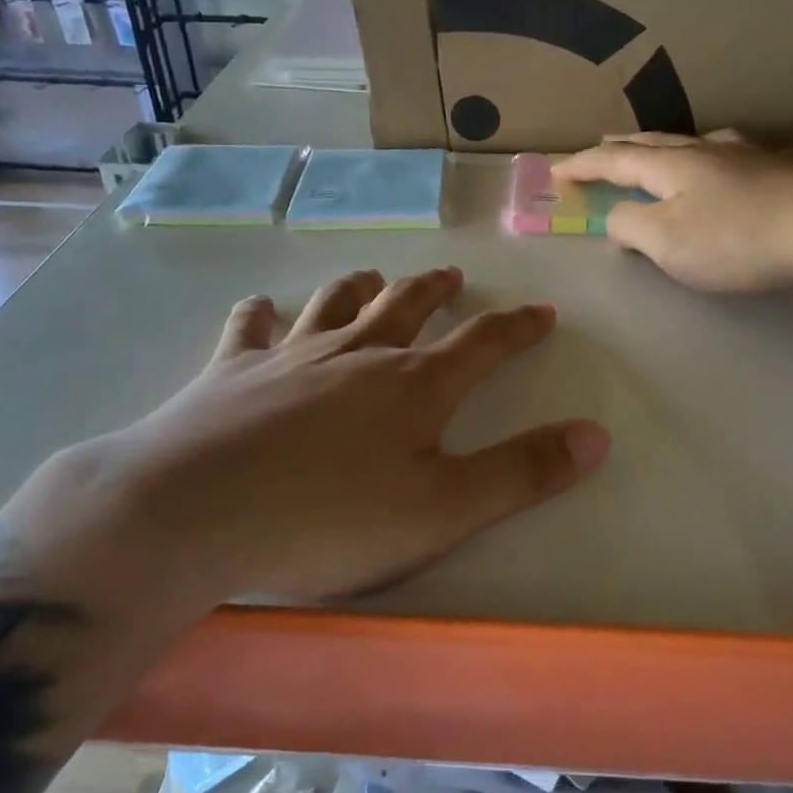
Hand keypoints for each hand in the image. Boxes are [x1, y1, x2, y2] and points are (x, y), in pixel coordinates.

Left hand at [96, 267, 610, 602]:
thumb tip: (597, 435)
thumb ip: (522, 472)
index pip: (482, 343)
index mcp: (414, 385)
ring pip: (335, 304)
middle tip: (453, 277)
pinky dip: (260, 315)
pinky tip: (260, 307)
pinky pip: (250, 329)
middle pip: (407, 306)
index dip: (518, 327)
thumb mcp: (443, 509)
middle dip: (437, 291)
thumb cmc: (330, 518)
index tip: (541, 311)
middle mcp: (358, 354)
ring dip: (360, 287)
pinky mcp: (231, 370)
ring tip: (374, 275)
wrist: (195, 512)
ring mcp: (291, 355)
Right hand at [554, 132, 792, 292]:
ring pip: (688, 144)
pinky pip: (721, 155)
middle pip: (651, 144)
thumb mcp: (667, 242)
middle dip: (619, 148)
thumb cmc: (735, 239)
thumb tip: (618, 218)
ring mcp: (743, 156)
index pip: (613, 162)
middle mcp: (703, 151)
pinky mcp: (775, 170)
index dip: (582, 166)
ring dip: (659, 147)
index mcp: (670, 166)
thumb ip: (631, 228)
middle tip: (598, 145)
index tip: (555, 171)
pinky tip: (715, 161)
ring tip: (650, 150)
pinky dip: (699, 157)